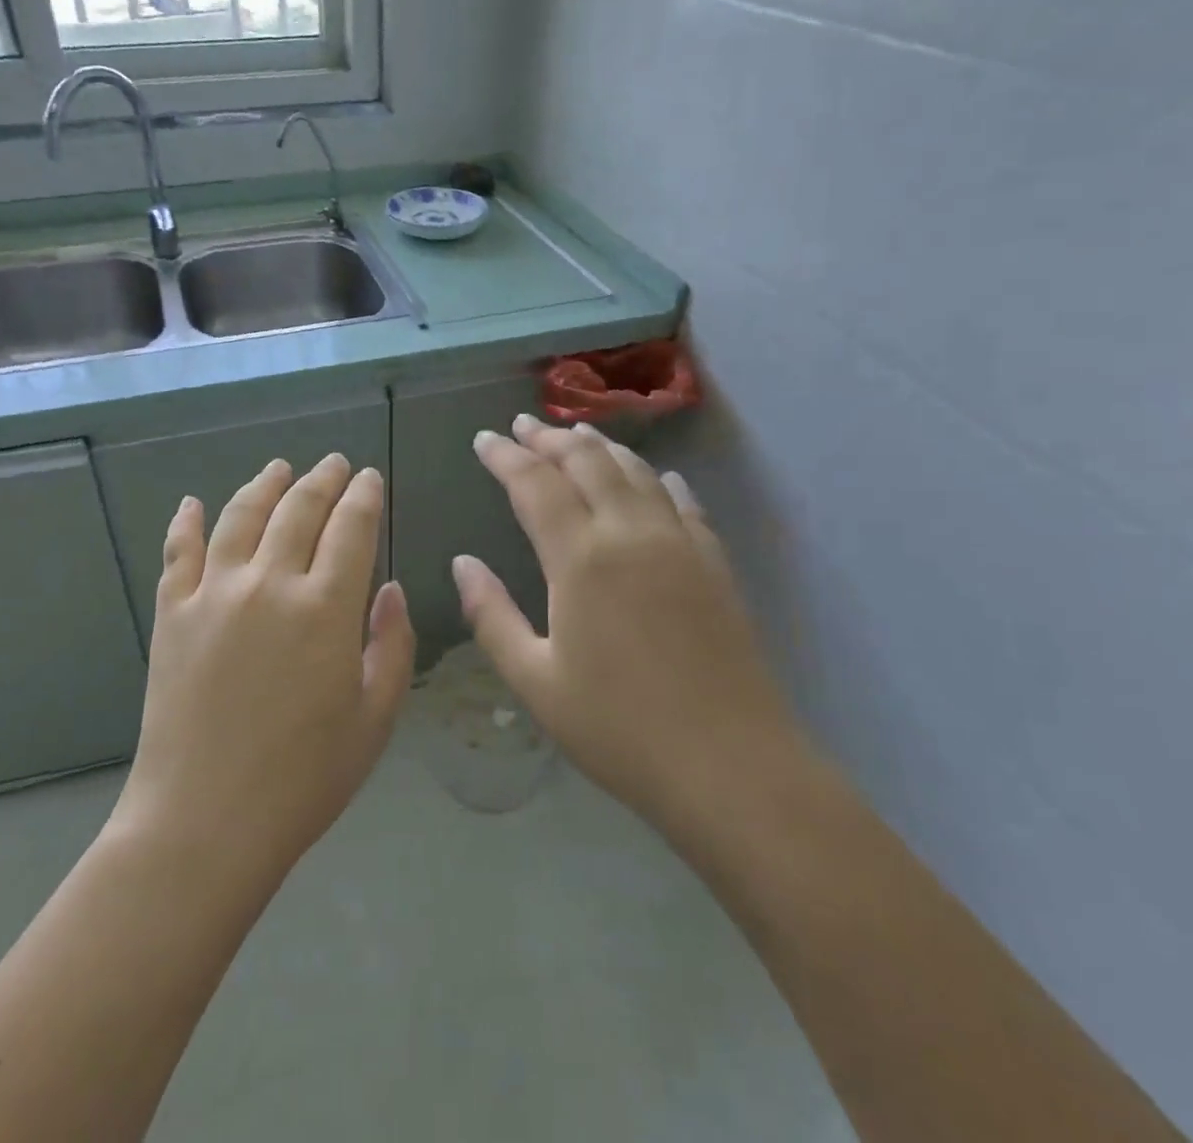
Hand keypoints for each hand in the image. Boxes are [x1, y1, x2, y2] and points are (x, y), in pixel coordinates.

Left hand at [113, 455, 414, 877]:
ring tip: (279, 468)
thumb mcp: (374, 719)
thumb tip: (392, 590)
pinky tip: (193, 503)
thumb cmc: (303, 779)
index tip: (370, 477)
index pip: (352, 528)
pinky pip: (179, 551)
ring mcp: (214, 593)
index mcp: (325, 608)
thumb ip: (391, 646)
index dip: (364, 496)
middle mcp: (270, 584)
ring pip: (242, 515)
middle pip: (299, 510)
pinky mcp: (172, 613)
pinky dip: (187, 521)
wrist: (203, 823)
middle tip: (334, 463)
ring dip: (265, 485)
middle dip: (322, 480)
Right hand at [453, 414, 801, 829]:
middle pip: (587, 462)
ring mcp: (679, 543)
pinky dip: (658, 479)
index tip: (484, 439)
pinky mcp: (714, 563)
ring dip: (601, 446)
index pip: (535, 484)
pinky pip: (683, 502)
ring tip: (577, 435)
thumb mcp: (535, 681)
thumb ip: (491, 616)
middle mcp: (630, 533)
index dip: (505, 456)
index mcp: (581, 559)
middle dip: (550, 437)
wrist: (730, 766)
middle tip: (523, 425)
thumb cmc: (619, 728)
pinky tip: (655, 477)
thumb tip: (462, 563)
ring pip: (635, 470)